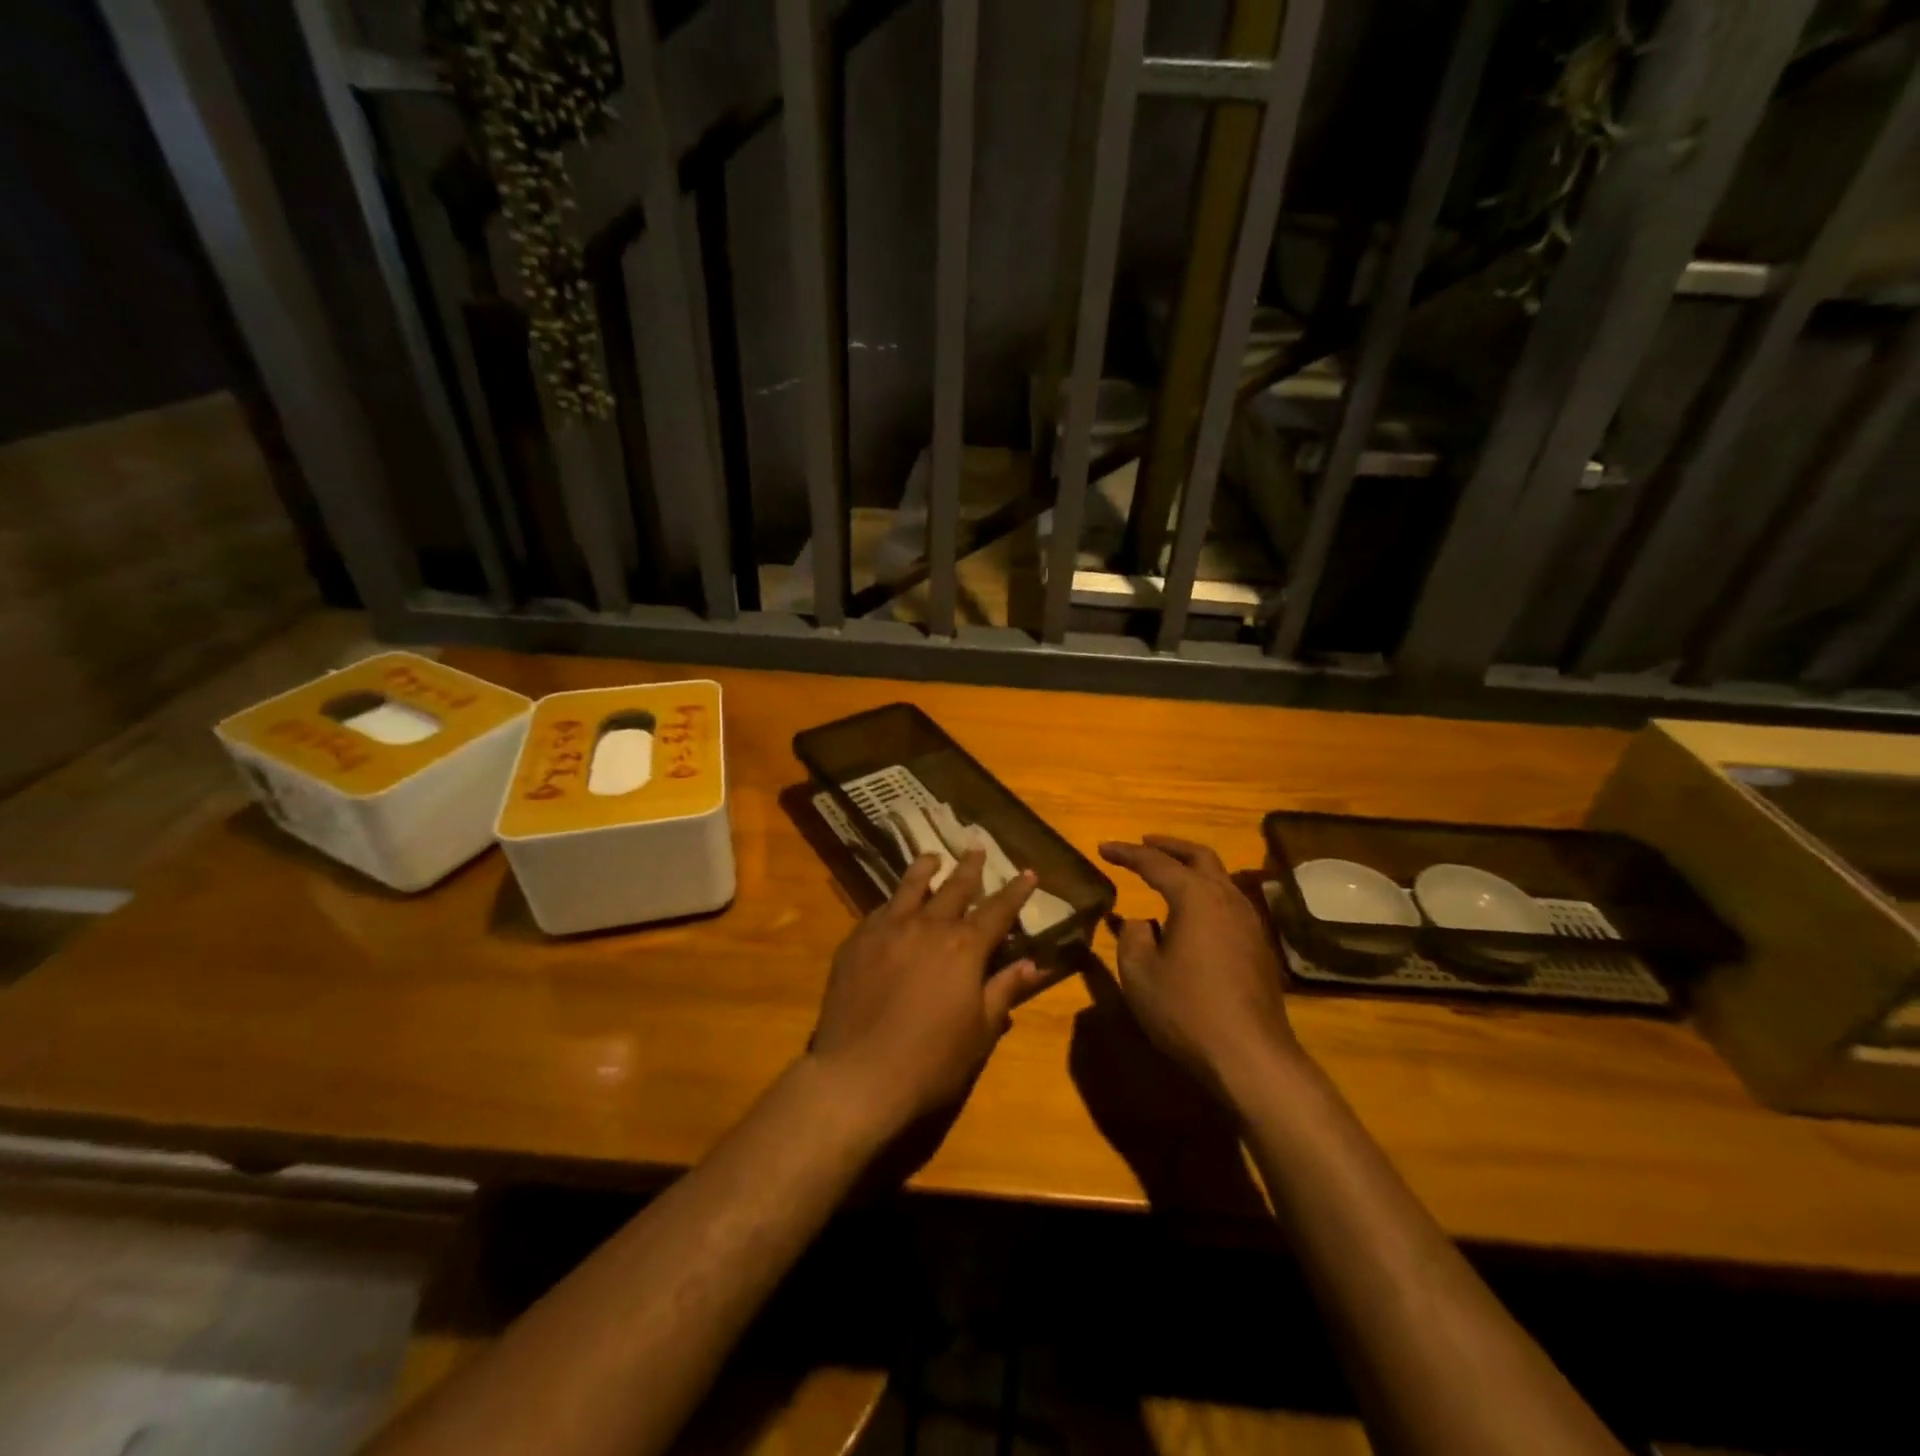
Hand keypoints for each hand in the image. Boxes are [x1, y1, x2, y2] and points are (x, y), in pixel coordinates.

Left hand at [808, 848, 1038, 1133]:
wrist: (858, 1074)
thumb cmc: (930, 1061)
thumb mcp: (979, 1032)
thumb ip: (1003, 991)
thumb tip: (1031, 964)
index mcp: (964, 947)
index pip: (998, 910)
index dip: (1016, 891)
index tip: (1028, 873)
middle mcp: (928, 926)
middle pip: (954, 888)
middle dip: (970, 868)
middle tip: (976, 848)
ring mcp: (888, 929)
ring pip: (911, 887)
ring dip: (926, 869)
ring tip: (932, 857)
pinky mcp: (856, 941)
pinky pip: (880, 910)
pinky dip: (894, 902)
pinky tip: (893, 904)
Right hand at [1098, 836, 1299, 1101]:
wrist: (1251, 1056)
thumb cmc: (1187, 1010)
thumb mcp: (1140, 973)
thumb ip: (1133, 937)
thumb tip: (1142, 922)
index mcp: (1195, 897)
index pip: (1156, 863)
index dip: (1126, 853)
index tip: (1103, 848)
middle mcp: (1227, 899)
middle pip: (1199, 857)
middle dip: (1169, 846)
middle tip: (1144, 843)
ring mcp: (1249, 923)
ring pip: (1219, 878)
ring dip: (1191, 869)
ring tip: (1166, 875)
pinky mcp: (1258, 947)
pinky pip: (1228, 902)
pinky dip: (1204, 894)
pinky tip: (1190, 915)